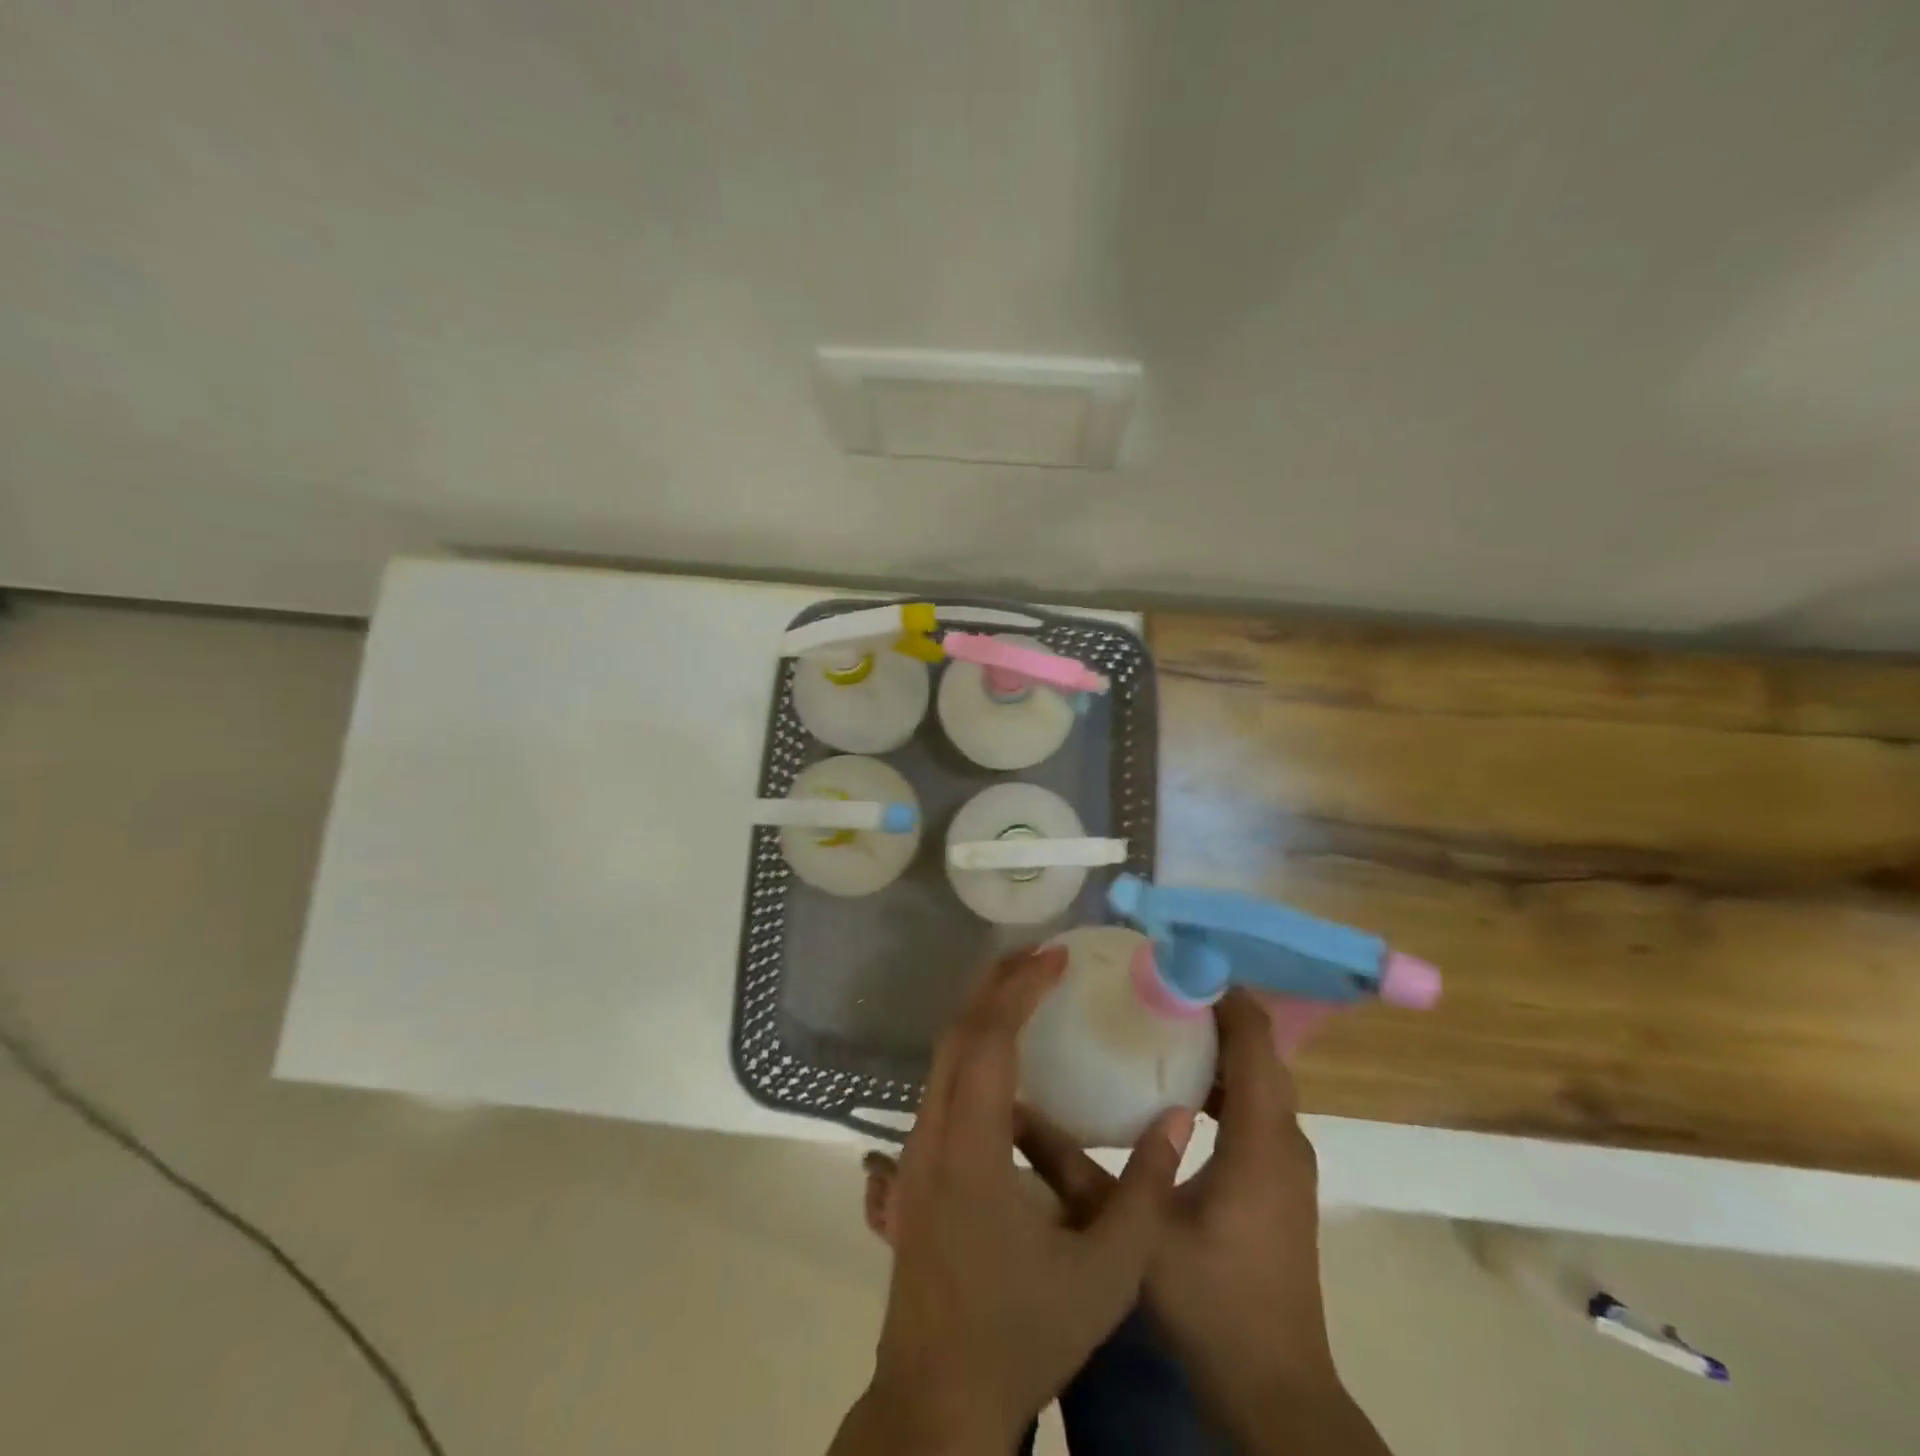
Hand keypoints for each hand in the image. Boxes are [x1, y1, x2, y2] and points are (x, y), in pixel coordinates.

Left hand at [831, 946, 1194, 1454]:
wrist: (937, 1397)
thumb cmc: (1023, 1335)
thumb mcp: (1105, 1274)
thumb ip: (1144, 1191)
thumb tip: (1179, 1118)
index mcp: (970, 1149)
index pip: (989, 1040)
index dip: (1020, 989)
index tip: (1057, 957)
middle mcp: (932, 1134)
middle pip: (957, 1032)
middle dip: (998, 984)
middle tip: (1045, 956)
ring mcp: (916, 1149)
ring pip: (943, 1054)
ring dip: (982, 1012)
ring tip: (1027, 988)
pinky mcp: (916, 1166)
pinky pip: (942, 1081)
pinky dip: (972, 1046)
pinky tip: (1006, 1055)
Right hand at [1018, 990, 1390, 1455]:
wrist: (1278, 1394)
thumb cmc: (1213, 1304)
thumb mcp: (1133, 1229)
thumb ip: (1073, 1169)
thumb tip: (1018, 1114)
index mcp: (1260, 1137)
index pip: (1254, 1036)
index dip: (1219, 990)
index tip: (1169, 961)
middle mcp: (1284, 1138)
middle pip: (1256, 1049)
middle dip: (1209, 1009)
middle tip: (1148, 985)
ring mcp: (1286, 1161)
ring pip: (1256, 1078)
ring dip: (1215, 1045)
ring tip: (1155, 1020)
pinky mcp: (1278, 1181)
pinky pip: (1253, 1107)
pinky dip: (1220, 1082)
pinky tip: (1172, 1087)